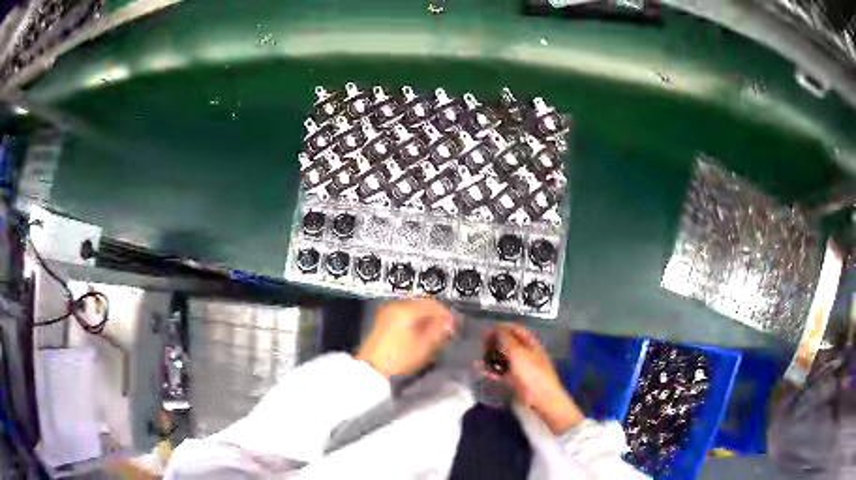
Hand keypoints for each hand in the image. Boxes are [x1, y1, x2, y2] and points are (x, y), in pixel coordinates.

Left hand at [356, 300, 456, 378]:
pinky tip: (420, 335)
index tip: (454, 326)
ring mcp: (388, 313)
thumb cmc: (399, 358)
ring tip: (433, 335)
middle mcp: (396, 306)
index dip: (446, 314)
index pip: (433, 304)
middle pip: (423, 304)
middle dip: (436, 316)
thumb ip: (440, 330)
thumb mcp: (424, 346)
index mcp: (405, 309)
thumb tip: (452, 321)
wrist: (372, 370)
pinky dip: (415, 322)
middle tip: (445, 330)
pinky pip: (405, 316)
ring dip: (426, 319)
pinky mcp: (383, 322)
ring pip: (414, 310)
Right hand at [483, 324, 582, 434]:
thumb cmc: (531, 372)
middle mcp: (526, 353)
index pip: (516, 329)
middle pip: (509, 344)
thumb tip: (496, 327)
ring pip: (504, 359)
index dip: (503, 327)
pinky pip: (501, 372)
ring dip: (491, 357)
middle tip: (481, 343)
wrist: (541, 398)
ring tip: (478, 357)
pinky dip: (491, 371)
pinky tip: (480, 370)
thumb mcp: (518, 353)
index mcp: (530, 343)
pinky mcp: (515, 380)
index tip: (488, 328)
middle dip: (495, 342)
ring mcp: (520, 367)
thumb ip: (506, 339)